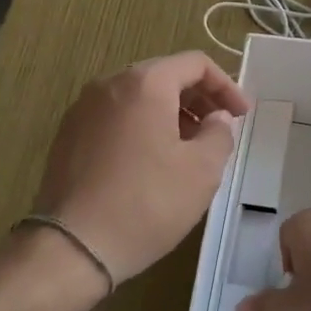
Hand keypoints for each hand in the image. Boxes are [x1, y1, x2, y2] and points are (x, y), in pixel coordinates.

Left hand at [34, 51, 249, 284]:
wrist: (72, 246)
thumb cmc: (147, 203)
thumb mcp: (201, 171)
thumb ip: (219, 134)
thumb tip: (217, 119)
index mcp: (144, 84)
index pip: (195, 63)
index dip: (226, 85)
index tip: (242, 115)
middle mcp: (109, 84)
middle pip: (164, 75)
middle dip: (198, 98)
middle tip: (219, 129)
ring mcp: (83, 109)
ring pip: (137, 96)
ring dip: (170, 113)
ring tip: (190, 147)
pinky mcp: (68, 135)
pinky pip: (115, 116)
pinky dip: (142, 126)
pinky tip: (153, 161)